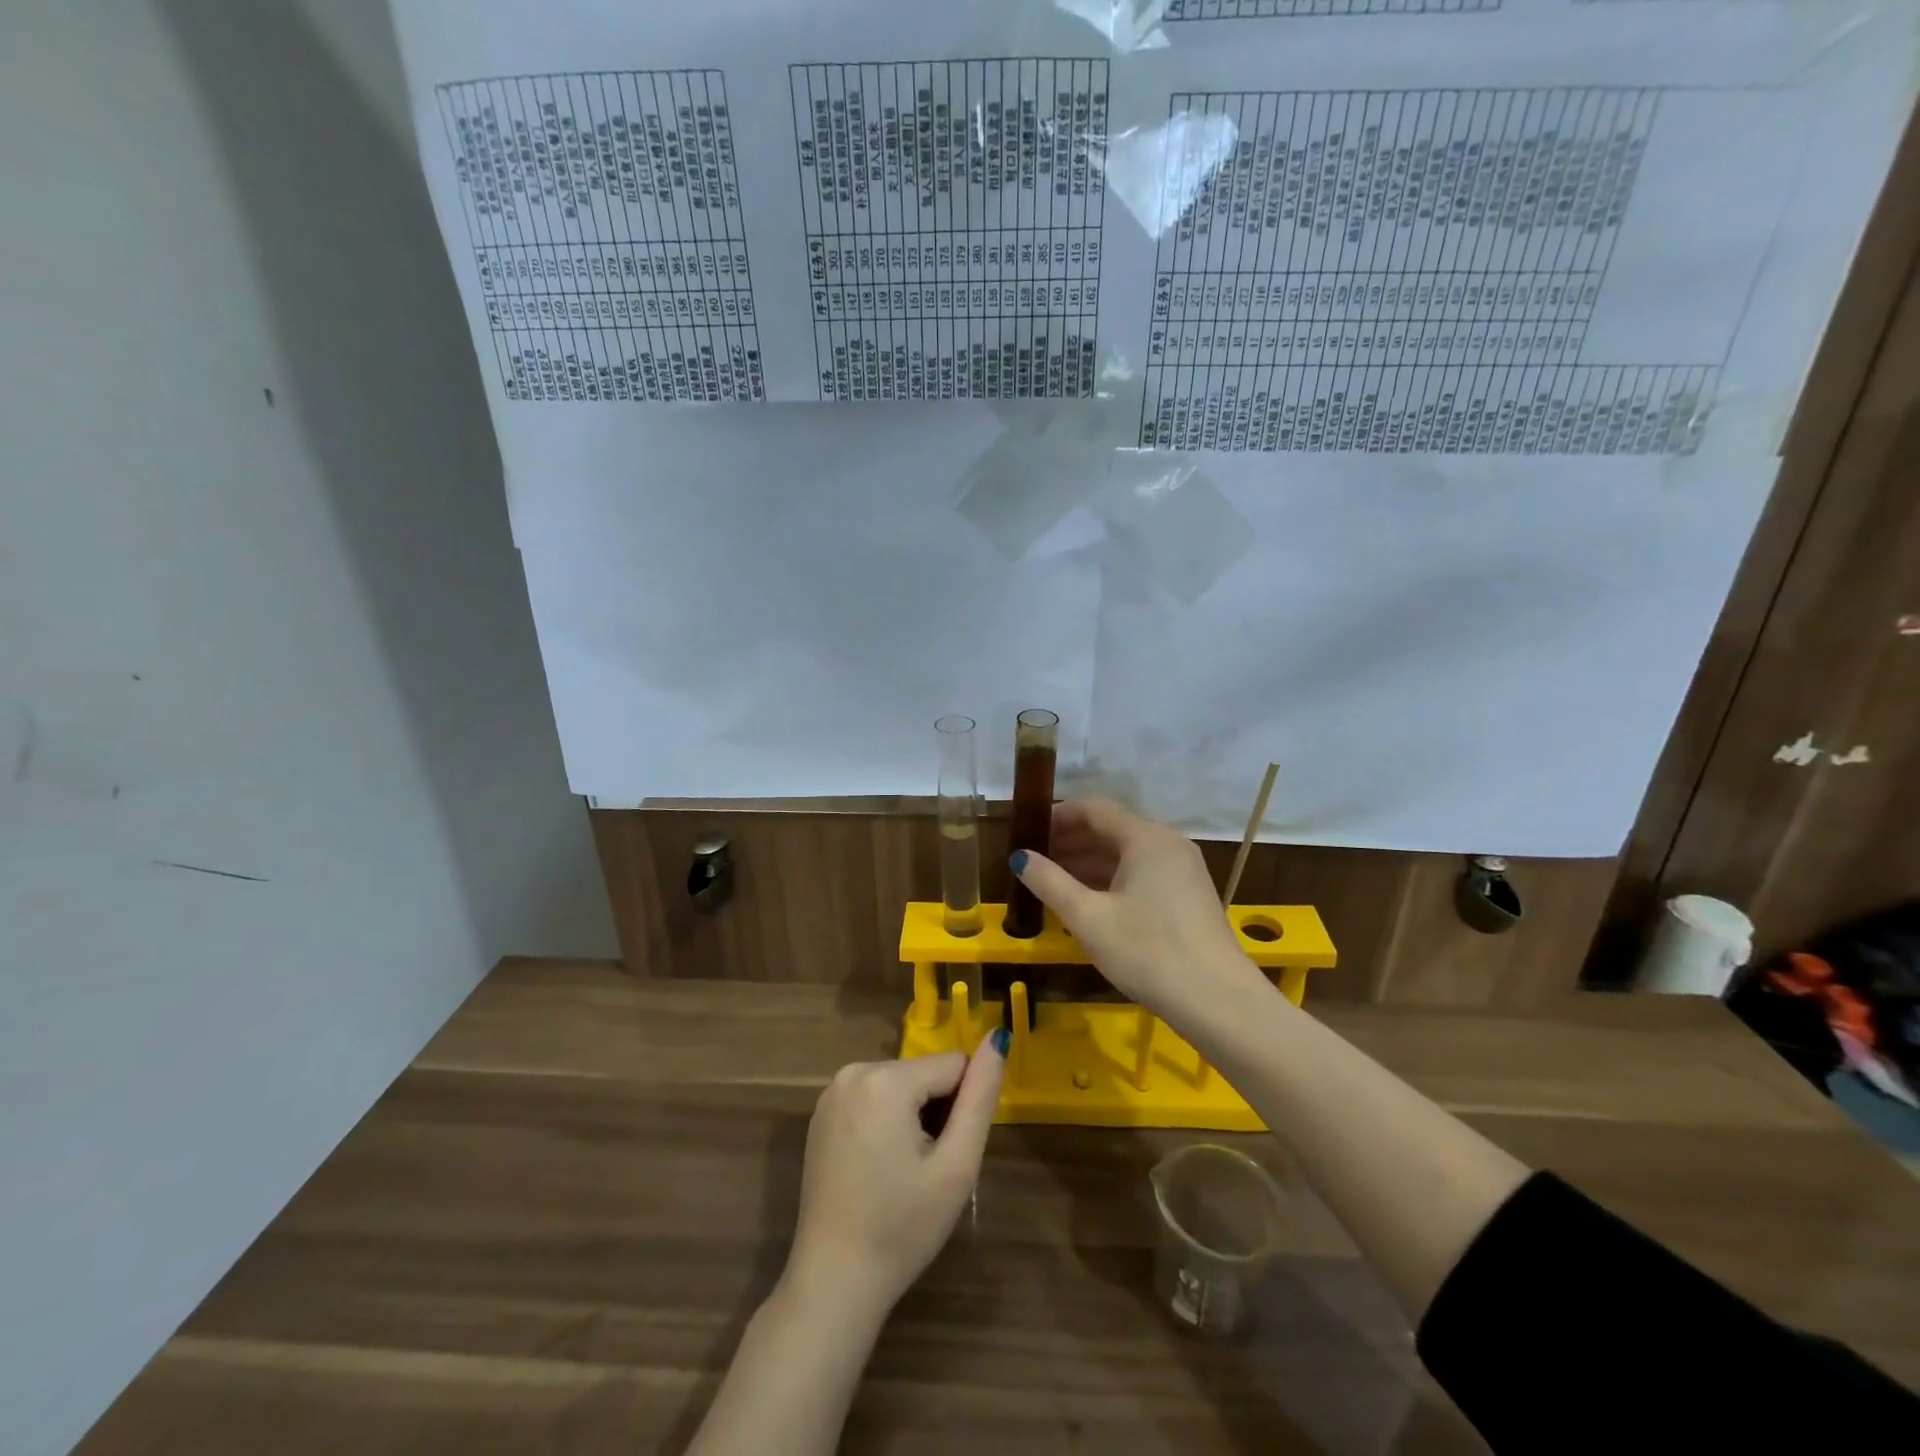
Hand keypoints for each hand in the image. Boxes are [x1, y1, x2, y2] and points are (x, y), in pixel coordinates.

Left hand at [785, 1038, 1006, 1319]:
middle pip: (924, 1074)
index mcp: (885, 1079)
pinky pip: (874, 1097)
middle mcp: (853, 1071)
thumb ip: (980, 1096)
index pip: (953, 1065)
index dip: (963, 1108)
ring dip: (913, 1116)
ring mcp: (833, 1091)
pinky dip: (887, 1121)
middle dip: (936, 1111)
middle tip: (928, 1170)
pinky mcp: (822, 1112)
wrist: (834, 1283)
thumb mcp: (956, 1165)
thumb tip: (998, 1037)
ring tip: (905, 1172)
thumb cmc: (903, 1228)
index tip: (949, 1154)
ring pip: (901, 1084)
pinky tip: (880, 1168)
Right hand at [1012, 796, 1265, 1028]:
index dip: (1057, 816)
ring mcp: (1183, 870)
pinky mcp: (1188, 895)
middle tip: (1035, 861)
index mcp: (1146, 838)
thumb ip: (1050, 882)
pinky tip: (1089, 904)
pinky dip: (1112, 880)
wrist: (1218, 1003)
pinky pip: (1142, 873)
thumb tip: (1020, 857)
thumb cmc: (1147, 952)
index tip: (1027, 833)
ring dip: (1089, 863)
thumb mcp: (1088, 918)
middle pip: (1111, 829)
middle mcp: (1167, 844)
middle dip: (1070, 841)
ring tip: (1053, 884)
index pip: (1094, 808)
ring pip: (1127, 854)